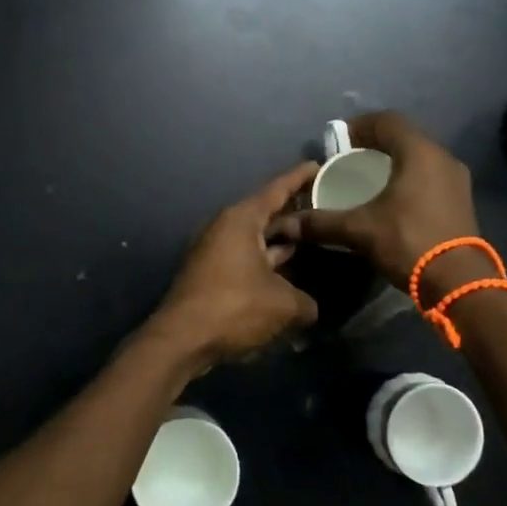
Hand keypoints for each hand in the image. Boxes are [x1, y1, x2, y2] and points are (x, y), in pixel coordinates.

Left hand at [151, 160, 321, 366]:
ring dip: (281, 246)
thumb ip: (306, 302)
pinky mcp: (209, 275)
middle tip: (325, 216)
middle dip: (294, 218)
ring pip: (255, 242)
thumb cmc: (234, 307)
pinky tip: (288, 279)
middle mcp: (224, 228)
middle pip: (266, 216)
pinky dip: (266, 266)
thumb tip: (311, 309)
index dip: (299, 178)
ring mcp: (214, 252)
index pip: (276, 190)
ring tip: (313, 247)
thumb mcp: (283, 305)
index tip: (318, 166)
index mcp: (241, 220)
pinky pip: (245, 261)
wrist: (181, 339)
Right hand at [270, 112, 481, 295]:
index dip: (359, 125)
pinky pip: (429, 176)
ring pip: (419, 158)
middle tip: (348, 159)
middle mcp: (442, 158)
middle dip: (374, 144)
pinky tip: (392, 200)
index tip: (337, 141)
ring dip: (393, 162)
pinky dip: (408, 179)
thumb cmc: (409, 242)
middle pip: (404, 137)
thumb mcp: (360, 230)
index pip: (386, 121)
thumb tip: (286, 224)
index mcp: (419, 153)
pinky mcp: (461, 200)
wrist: (460, 283)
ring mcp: (456, 180)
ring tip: (367, 180)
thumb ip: (322, 222)